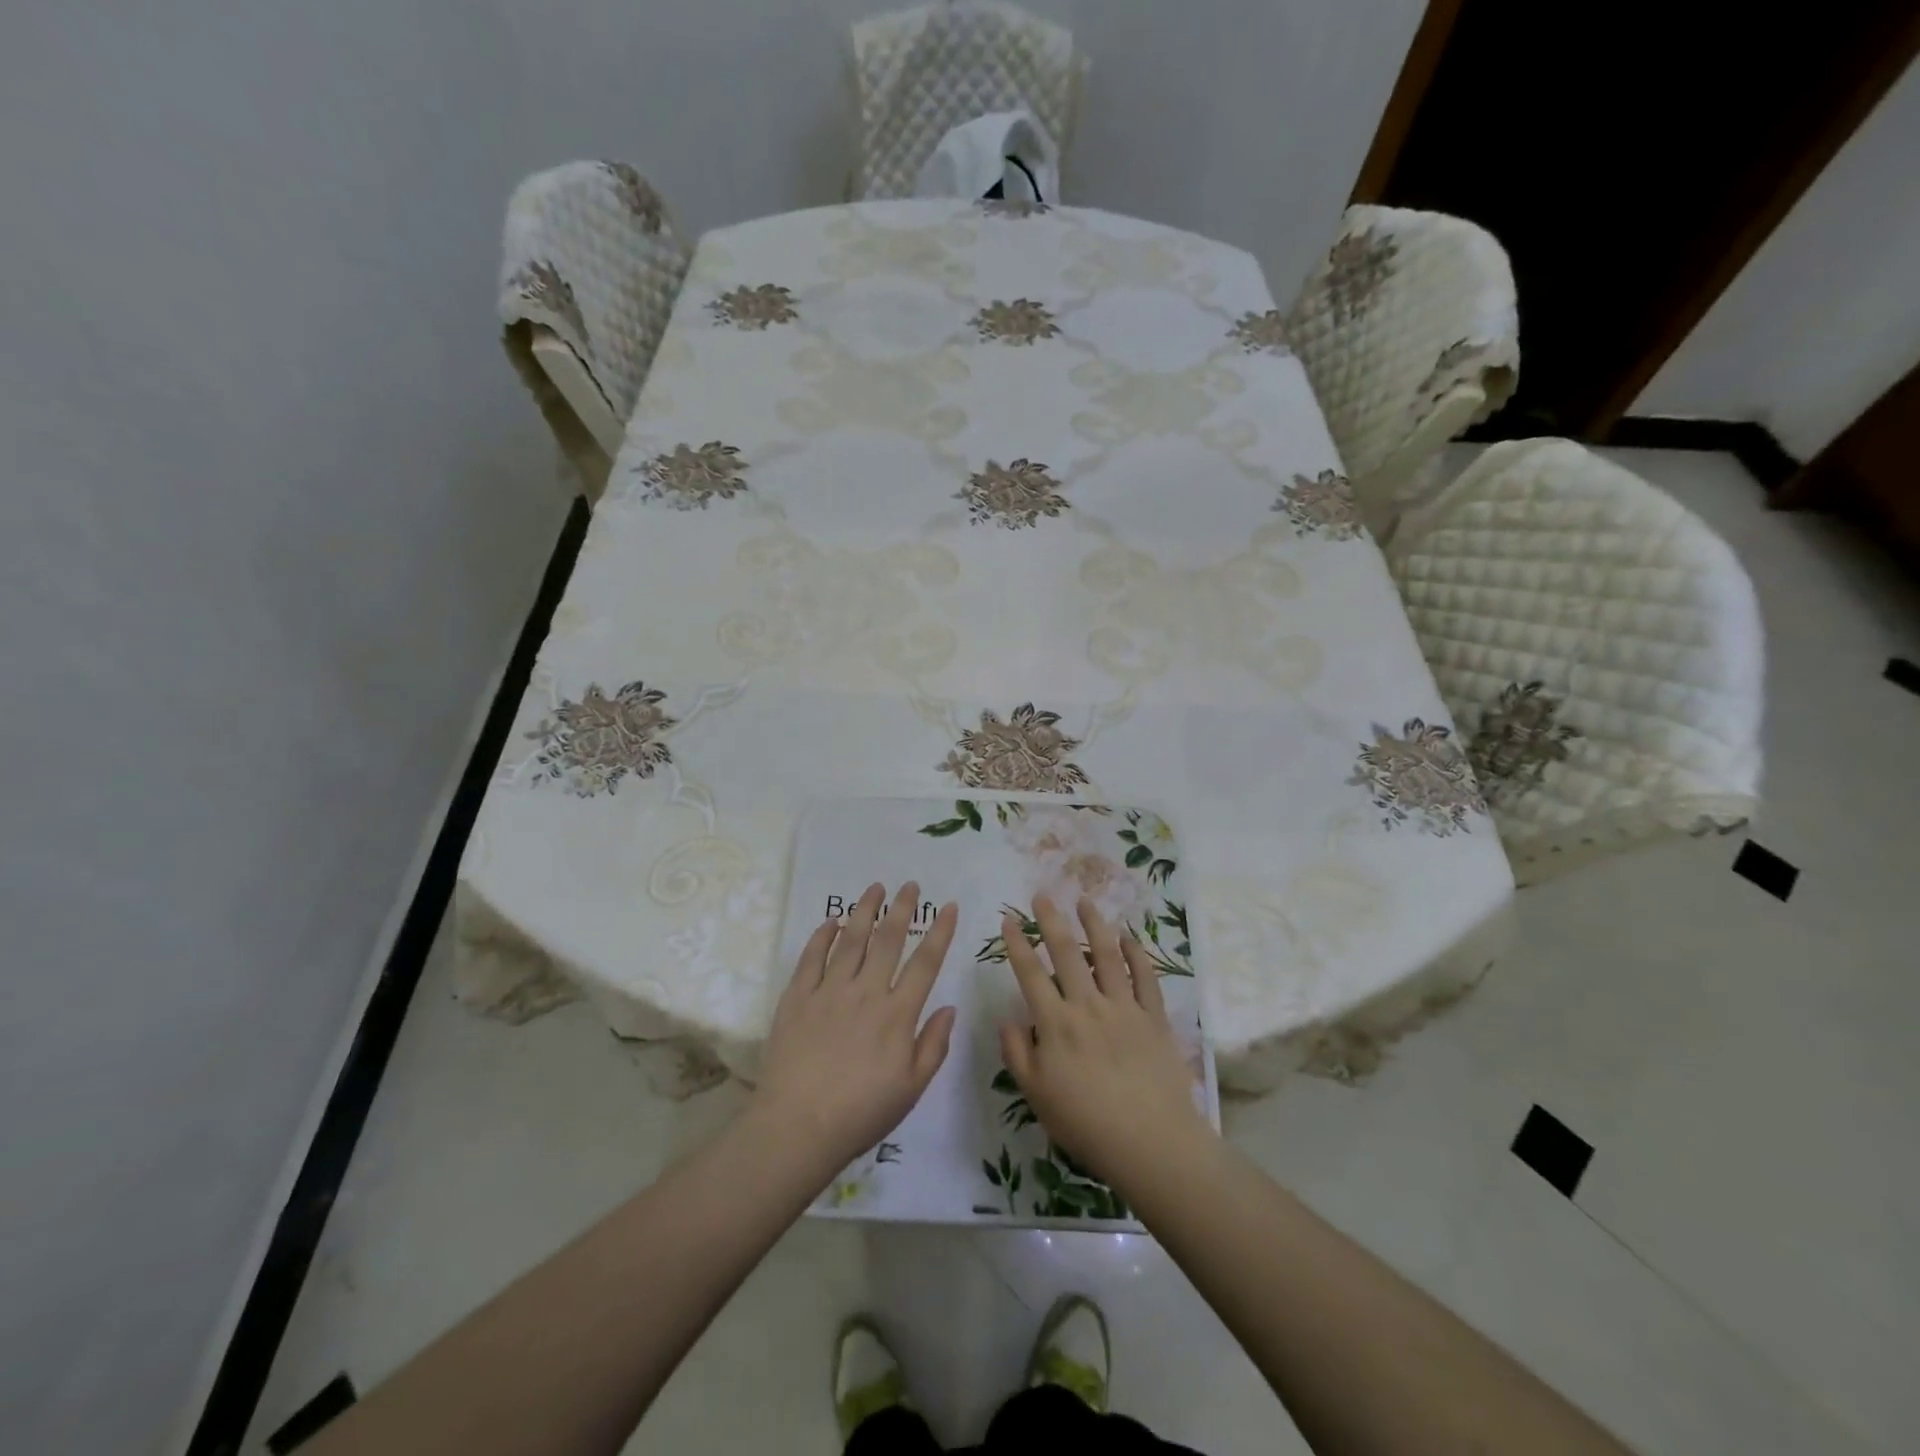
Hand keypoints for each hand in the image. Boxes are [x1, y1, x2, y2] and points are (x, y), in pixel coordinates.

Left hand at [749, 883, 958, 1180]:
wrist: (798, 1127)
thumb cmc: (861, 1114)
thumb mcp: (911, 1089)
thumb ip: (933, 1045)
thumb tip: (949, 1007)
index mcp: (897, 1014)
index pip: (925, 963)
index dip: (940, 932)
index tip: (948, 907)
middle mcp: (866, 992)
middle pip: (888, 940)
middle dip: (902, 908)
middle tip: (909, 884)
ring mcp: (829, 991)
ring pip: (851, 939)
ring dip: (865, 910)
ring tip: (875, 887)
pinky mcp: (797, 997)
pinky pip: (812, 957)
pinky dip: (823, 935)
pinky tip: (831, 922)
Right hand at [998, 894, 1211, 1198]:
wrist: (1151, 1143)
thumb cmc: (1086, 1124)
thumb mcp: (1036, 1095)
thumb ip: (1017, 1054)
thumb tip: (1008, 1019)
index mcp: (1056, 1024)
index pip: (1031, 974)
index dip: (1017, 944)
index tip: (1008, 920)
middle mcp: (1088, 1006)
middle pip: (1067, 953)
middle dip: (1051, 920)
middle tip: (1042, 895)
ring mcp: (1124, 1008)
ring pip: (1106, 956)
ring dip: (1094, 925)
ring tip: (1084, 901)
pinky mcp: (1153, 1018)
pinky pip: (1145, 978)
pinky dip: (1136, 954)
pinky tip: (1128, 938)